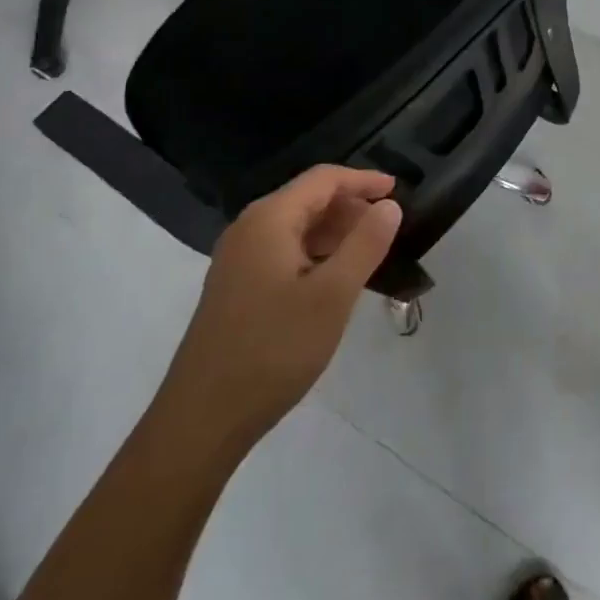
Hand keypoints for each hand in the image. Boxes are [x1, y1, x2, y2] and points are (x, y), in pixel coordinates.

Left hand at [155, 166, 401, 452]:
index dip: (362, 180)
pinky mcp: (237, 287)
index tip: (398, 189)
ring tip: (370, 253)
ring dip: (335, 232)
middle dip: (351, 206)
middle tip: (388, 227)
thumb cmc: (273, 350)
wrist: (202, 421)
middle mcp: (249, 229)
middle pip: (308, 199)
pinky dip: (316, 254)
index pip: (323, 179)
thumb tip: (389, 205)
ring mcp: (238, 259)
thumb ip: (365, 244)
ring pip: (297, 227)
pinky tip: (336, 280)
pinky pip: (284, 252)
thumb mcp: (332, 297)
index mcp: (269, 220)